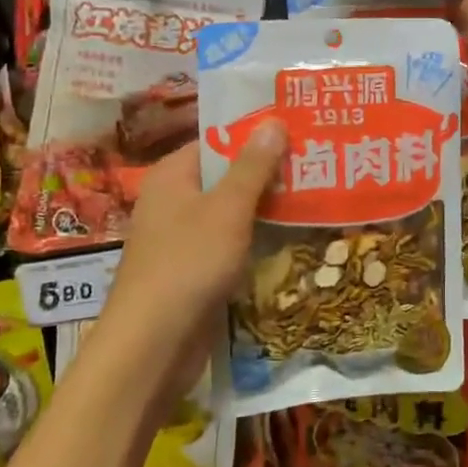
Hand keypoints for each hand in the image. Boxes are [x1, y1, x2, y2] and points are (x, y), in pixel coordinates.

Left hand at [84, 124, 287, 412]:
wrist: (152, 345)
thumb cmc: (188, 263)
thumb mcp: (227, 208)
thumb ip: (252, 166)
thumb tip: (273, 121)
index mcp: (172, 175)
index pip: (217, 141)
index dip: (255, 134)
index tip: (296, 130)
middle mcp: (173, 201)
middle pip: (225, 177)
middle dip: (267, 173)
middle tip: (315, 162)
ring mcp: (182, 239)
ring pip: (231, 213)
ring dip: (266, 208)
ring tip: (315, 195)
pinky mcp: (193, 272)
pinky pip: (229, 244)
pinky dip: (255, 240)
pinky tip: (292, 239)